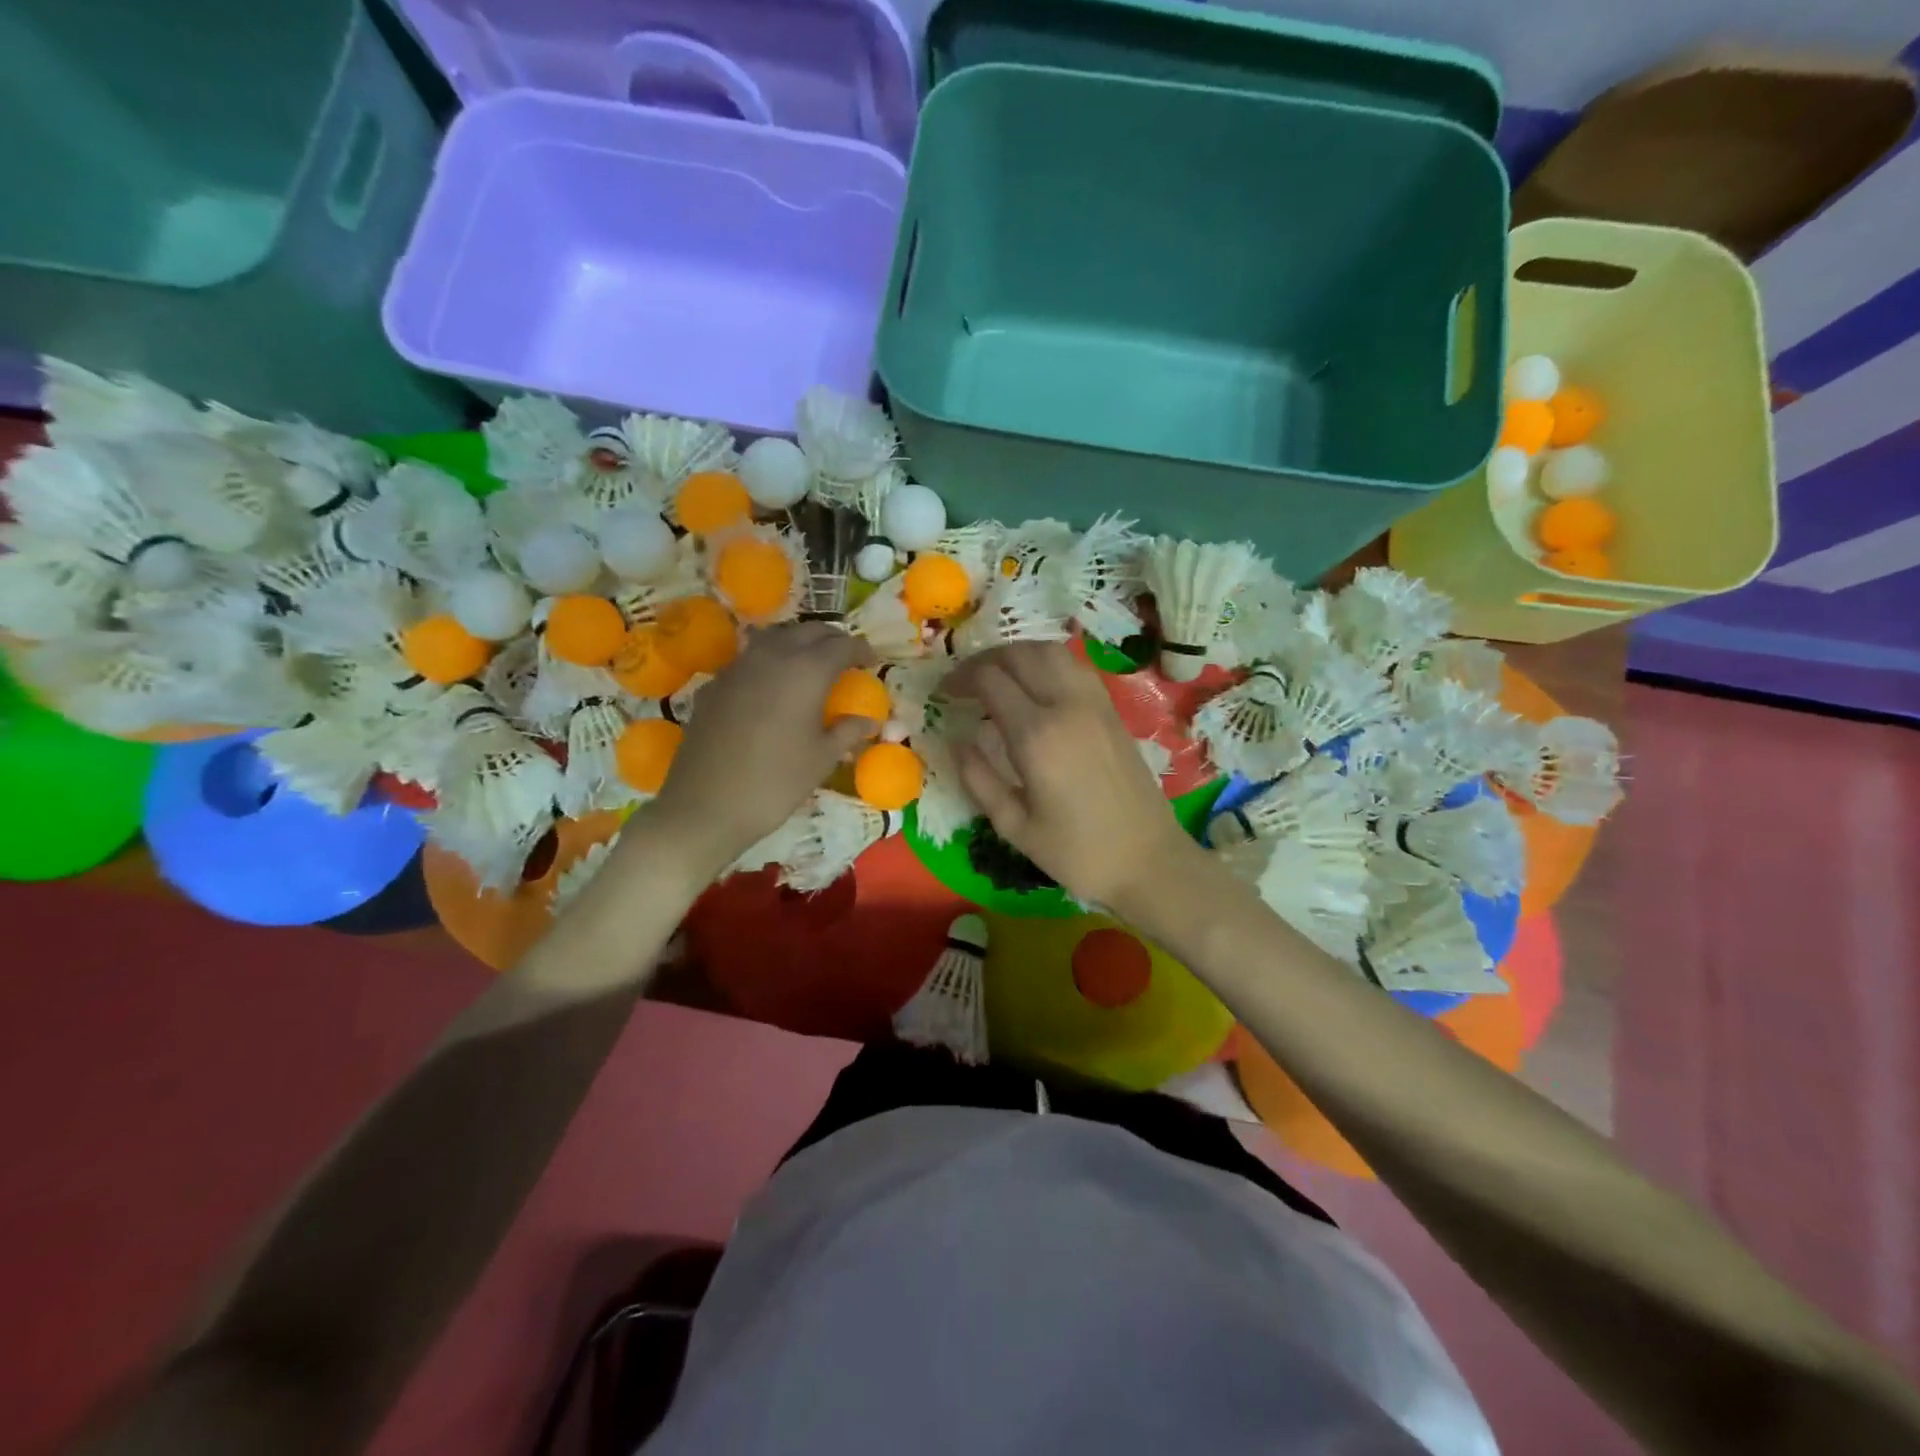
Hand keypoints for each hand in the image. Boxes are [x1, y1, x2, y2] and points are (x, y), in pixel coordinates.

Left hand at [647, 623, 877, 877]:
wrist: (706, 805)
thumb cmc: (776, 782)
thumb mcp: (822, 759)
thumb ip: (847, 731)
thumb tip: (868, 720)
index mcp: (806, 671)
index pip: (841, 645)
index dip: (860, 649)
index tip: (872, 660)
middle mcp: (772, 657)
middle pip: (807, 631)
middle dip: (831, 639)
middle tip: (845, 656)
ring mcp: (738, 667)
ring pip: (775, 638)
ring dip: (798, 643)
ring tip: (810, 663)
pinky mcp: (715, 684)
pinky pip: (749, 659)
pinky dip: (769, 662)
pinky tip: (772, 686)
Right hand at [946, 642, 1202, 911]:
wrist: (1148, 860)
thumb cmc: (1077, 852)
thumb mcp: (1014, 826)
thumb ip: (978, 779)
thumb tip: (956, 741)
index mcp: (1036, 736)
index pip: (990, 680)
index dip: (961, 679)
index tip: (944, 693)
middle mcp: (1066, 706)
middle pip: (1020, 654)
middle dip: (986, 659)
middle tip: (966, 681)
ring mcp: (1094, 703)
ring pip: (1051, 652)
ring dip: (1018, 654)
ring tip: (998, 676)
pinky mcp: (1112, 709)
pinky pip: (1074, 666)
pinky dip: (1047, 662)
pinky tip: (1035, 685)